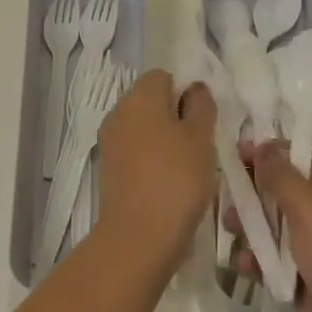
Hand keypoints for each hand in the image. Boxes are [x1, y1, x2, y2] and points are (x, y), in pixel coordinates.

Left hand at [96, 70, 215, 274]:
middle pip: (151, 101)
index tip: (203, 118)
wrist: (139, 235)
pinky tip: (170, 183)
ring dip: (165, 140)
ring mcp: (110, 142)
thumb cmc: (176, 179)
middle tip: (200, 143)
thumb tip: (194, 88)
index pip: (163, 76)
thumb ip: (201, 106)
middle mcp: (118, 113)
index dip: (185, 91)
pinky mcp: (109, 169)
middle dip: (176, 116)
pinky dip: (152, 160)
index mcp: (139, 97)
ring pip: (144, 128)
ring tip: (188, 167)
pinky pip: (136, 152)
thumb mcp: (201, 138)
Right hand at [231, 141, 311, 311]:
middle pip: (281, 191)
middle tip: (223, 193)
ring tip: (227, 227)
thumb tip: (263, 145)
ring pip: (272, 228)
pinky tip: (244, 265)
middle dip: (252, 190)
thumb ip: (280, 176)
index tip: (234, 151)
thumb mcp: (310, 207)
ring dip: (249, 226)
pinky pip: (273, 263)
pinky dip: (257, 261)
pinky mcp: (303, 281)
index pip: (299, 155)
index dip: (269, 150)